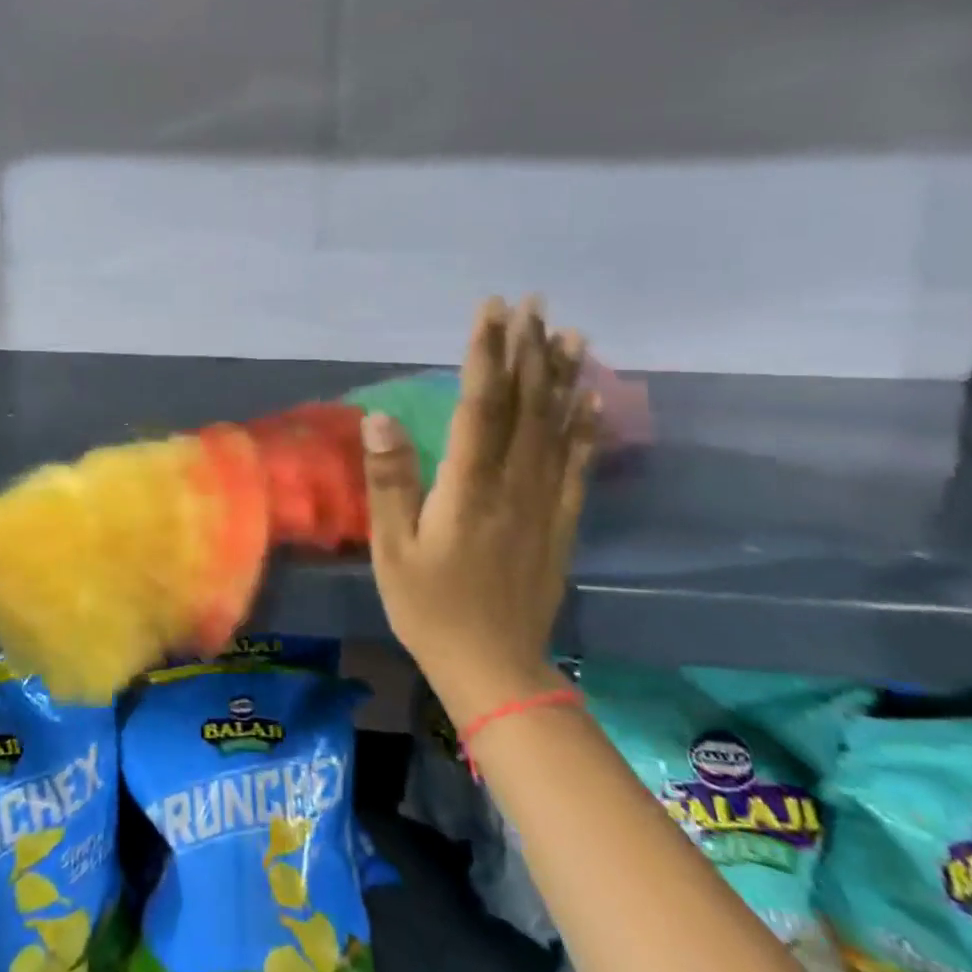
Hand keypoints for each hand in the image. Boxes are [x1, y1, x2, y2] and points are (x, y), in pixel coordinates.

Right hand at [361, 297, 598, 724]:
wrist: (494, 669)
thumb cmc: (429, 607)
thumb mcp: (392, 548)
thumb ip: (390, 480)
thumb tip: (380, 417)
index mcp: (469, 487)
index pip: (480, 405)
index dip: (485, 354)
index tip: (490, 311)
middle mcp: (514, 484)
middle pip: (524, 405)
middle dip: (527, 349)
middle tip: (532, 302)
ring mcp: (544, 503)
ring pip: (556, 427)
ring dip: (560, 376)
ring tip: (568, 332)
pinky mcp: (560, 523)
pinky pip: (576, 465)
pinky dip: (585, 427)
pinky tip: (591, 399)